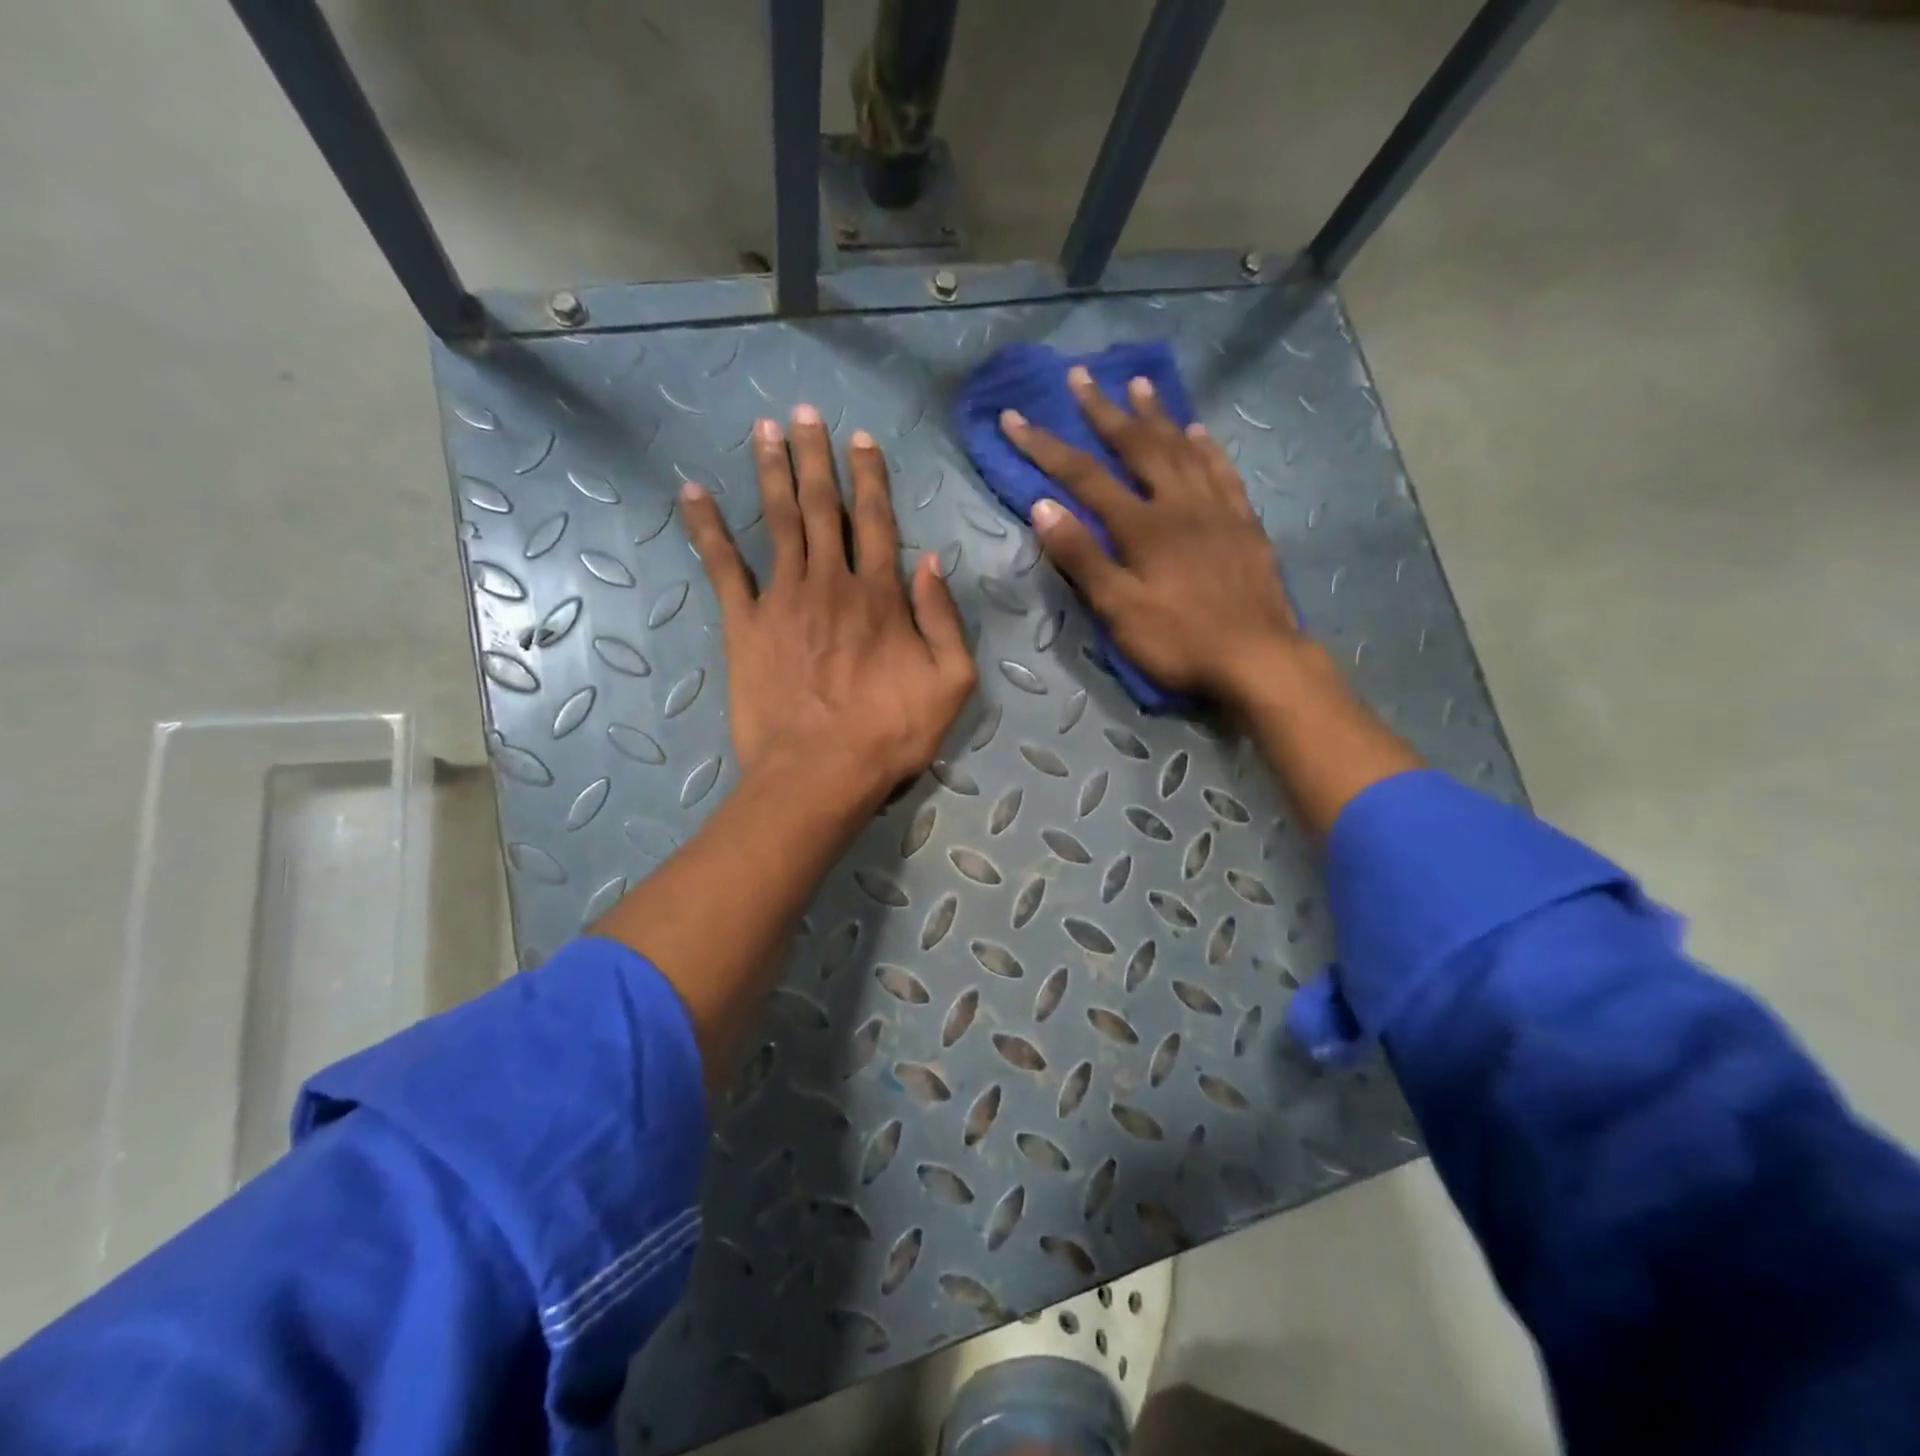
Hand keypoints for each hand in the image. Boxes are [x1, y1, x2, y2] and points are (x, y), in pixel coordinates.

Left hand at [681, 404, 976, 807]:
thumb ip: (944, 619)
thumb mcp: (950, 683)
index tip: (860, 440)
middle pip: (821, 508)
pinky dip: (706, 529)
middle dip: (815, 458)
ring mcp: (782, 600)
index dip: (869, 477)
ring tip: (765, 430)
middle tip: (804, 413)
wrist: (820, 774)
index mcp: (879, 595)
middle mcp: (830, 583)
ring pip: (777, 522)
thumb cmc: (891, 734)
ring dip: (771, 473)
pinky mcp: (744, 626)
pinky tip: (691, 493)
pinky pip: (723, 568)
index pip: (876, 521)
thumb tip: (933, 563)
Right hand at [998, 366, 1300, 706]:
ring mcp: (1216, 510)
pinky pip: (1222, 472)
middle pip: (1137, 447)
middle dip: (1104, 411)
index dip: (1045, 447)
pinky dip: (1206, 448)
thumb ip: (1081, 558)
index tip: (1014, 417)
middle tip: (1081, 376)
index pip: (1083, 477)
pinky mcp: (1244, 524)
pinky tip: (1199, 432)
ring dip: (1157, 415)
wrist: (1258, 658)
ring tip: (1139, 384)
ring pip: (1183, 448)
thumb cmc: (1180, 640)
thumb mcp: (1119, 610)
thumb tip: (1042, 507)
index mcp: (1142, 526)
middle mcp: (1178, 504)